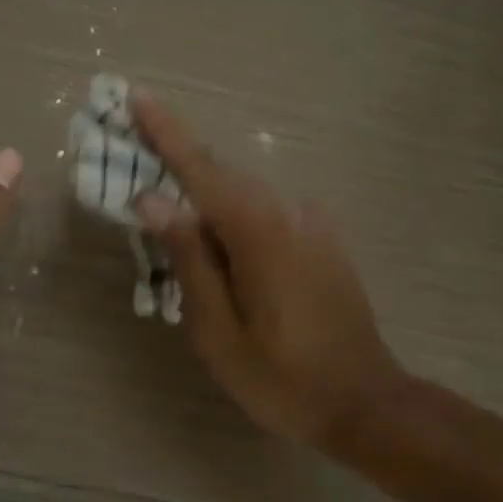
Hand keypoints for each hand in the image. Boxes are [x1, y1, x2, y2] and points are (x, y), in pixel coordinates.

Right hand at [131, 93, 402, 454]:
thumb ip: (189, 259)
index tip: (137, 97)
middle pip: (222, 177)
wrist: (366, 404)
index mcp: (257, 233)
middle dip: (178, 161)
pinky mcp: (323, 244)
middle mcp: (288, 215)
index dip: (166, 133)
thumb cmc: (281, 378)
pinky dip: (233, 218)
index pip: (201, 170)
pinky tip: (219, 246)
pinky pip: (266, 216)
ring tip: (167, 212)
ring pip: (244, 197)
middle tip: (136, 155)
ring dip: (204, 196)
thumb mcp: (218, 330)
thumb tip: (154, 200)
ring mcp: (311, 228)